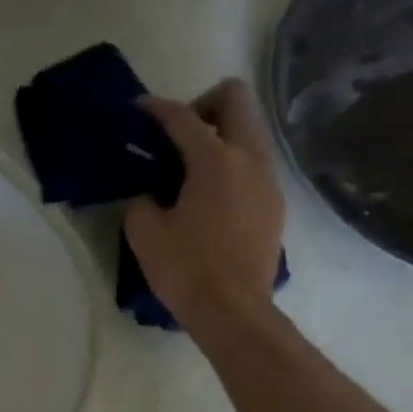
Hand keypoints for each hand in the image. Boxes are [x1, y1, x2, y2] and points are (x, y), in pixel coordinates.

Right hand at [124, 79, 286, 324]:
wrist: (233, 311)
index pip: (182, 118)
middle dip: (203, 106)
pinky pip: (254, 165)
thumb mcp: (145, 235)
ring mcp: (268, 180)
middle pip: (235, 100)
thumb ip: (140, 202)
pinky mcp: (274, 204)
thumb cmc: (185, 270)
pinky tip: (211, 199)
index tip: (138, 110)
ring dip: (221, 136)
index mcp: (214, 160)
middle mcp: (249, 158)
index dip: (156, 109)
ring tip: (192, 170)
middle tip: (177, 137)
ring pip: (249, 132)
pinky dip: (232, 166)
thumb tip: (146, 194)